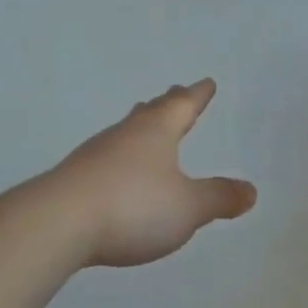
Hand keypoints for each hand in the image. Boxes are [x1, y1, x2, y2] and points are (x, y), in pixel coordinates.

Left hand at [54, 79, 257, 267]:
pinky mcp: (74, 180)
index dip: (197, 96)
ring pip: (124, 134)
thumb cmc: (133, 206)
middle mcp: (124, 135)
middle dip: (166, 105)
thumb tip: (249, 190)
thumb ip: (218, 198)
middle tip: (175, 95)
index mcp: (155, 132)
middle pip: (149, 113)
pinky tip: (117, 173)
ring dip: (139, 130)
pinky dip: (120, 160)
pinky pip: (106, 160)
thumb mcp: (188, 207)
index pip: (182, 106)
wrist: (57, 224)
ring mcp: (94, 156)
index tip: (206, 83)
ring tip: (146, 129)